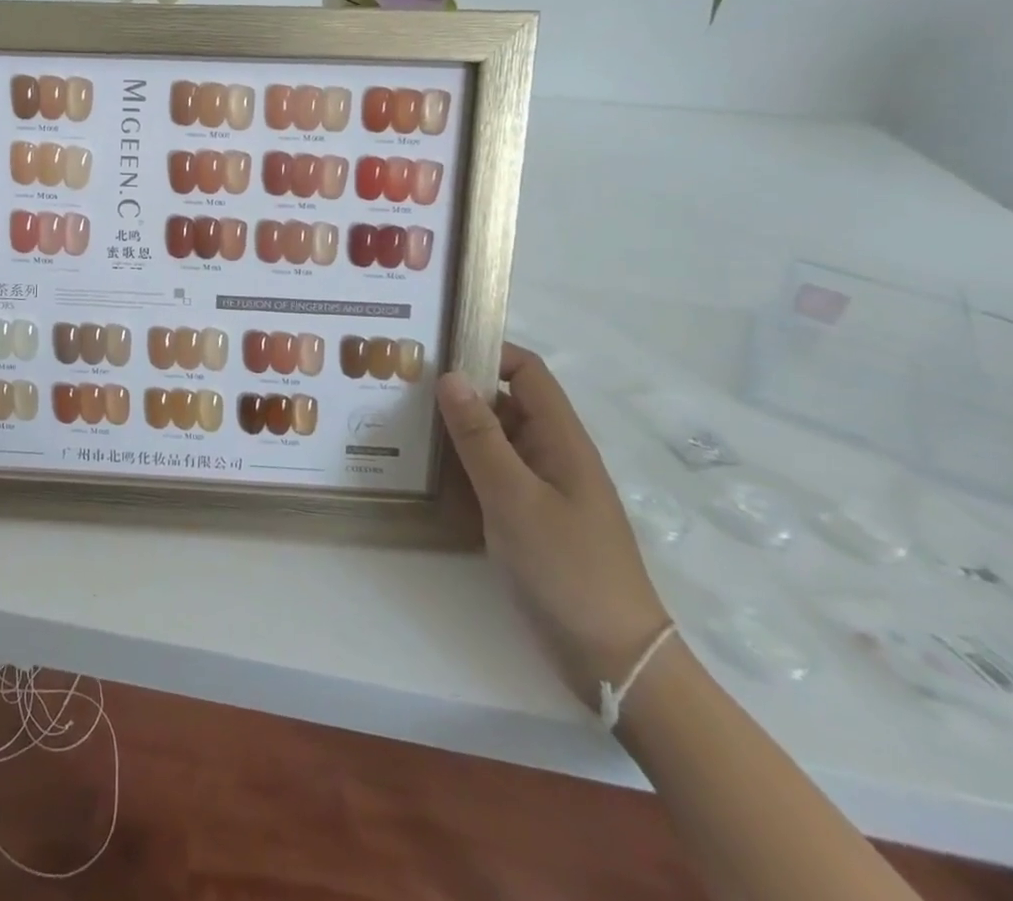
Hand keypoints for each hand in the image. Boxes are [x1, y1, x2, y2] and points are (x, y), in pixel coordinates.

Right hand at [436, 344, 668, 710]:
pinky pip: (489, 474)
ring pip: (493, 439)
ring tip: (399, 421)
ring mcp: (540, 488)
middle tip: (400, 386)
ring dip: (453, 429)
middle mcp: (551, 454)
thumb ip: (480, 438)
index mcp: (560, 440)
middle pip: (504, 402)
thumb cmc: (567, 569)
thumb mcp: (515, 498)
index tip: (434, 352)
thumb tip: (449, 377)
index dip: (486, 353)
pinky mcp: (527, 517)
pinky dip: (459, 465)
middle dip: (458, 390)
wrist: (613, 660)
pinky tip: (422, 470)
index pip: (526, 373)